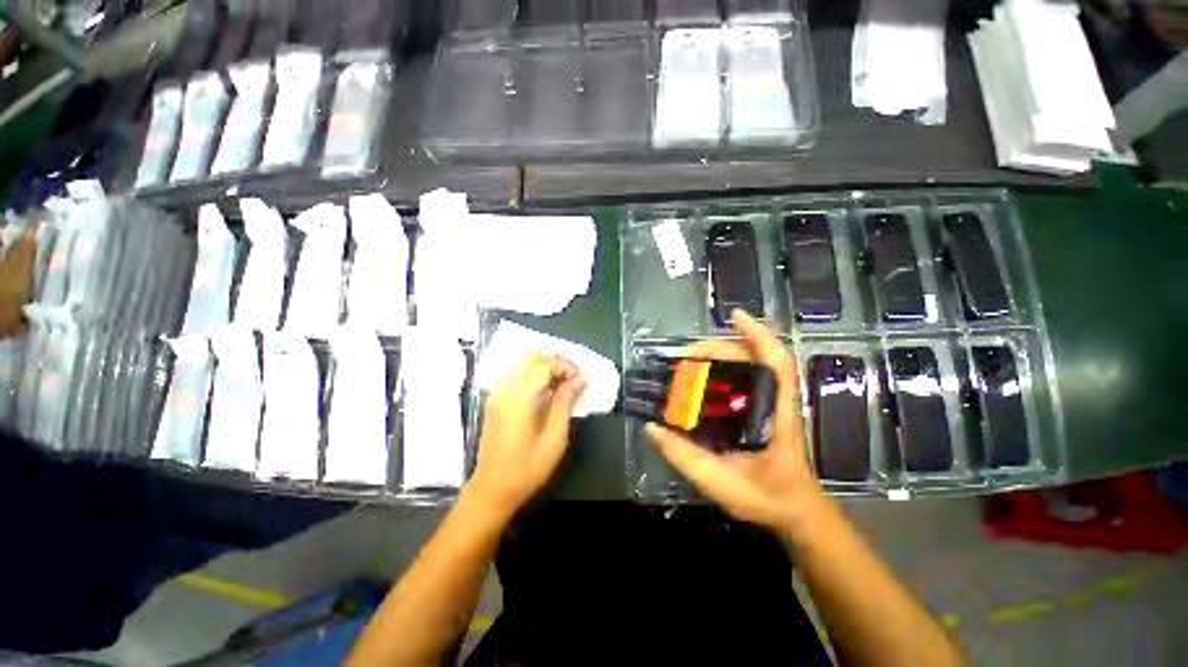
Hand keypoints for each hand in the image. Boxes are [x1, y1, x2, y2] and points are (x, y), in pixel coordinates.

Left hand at [468, 351, 587, 515]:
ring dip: (543, 366)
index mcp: (519, 398)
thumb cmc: (527, 469)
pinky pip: (514, 373)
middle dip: (554, 361)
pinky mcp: (494, 400)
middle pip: (530, 355)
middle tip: (570, 378)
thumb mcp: (554, 439)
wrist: (492, 489)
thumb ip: (566, 403)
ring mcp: (496, 393)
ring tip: (560, 384)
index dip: (565, 366)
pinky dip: (532, 373)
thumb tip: (581, 379)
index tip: (580, 380)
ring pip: (521, 362)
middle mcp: (505, 389)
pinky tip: (544, 391)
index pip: (543, 363)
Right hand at [645, 309, 830, 534]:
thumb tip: (652, 428)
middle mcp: (776, 400)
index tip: (735, 316)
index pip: (776, 362)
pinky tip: (705, 371)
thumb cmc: (765, 497)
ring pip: (750, 365)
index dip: (758, 334)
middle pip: (754, 357)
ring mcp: (771, 402)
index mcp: (776, 413)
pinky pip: (746, 378)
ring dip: (721, 354)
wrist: (793, 511)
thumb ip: (684, 456)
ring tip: (689, 359)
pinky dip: (727, 366)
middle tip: (684, 354)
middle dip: (719, 346)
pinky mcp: (763, 408)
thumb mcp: (719, 482)